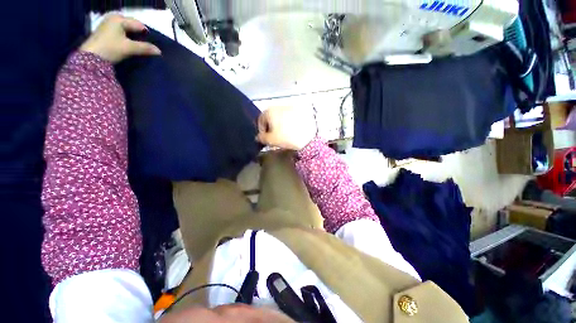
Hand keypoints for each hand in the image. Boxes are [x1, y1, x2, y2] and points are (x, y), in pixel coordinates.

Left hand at [80, 14, 160, 62]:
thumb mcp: (129, 48)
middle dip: (140, 36)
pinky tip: (130, 46)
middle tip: (147, 46)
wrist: (90, 57)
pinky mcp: (105, 33)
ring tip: (140, 47)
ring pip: (127, 30)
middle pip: (132, 26)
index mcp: (119, 18)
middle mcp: (113, 18)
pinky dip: (127, 39)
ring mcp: (108, 25)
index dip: (147, 35)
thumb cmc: (110, 48)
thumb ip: (144, 48)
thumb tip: (159, 51)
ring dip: (134, 38)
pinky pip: (121, 33)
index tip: (153, 44)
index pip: (139, 25)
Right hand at [256, 107, 316, 150]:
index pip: (260, 120)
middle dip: (271, 127)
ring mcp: (290, 107)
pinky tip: (292, 130)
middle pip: (271, 117)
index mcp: (269, 111)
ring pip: (280, 116)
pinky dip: (289, 122)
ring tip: (284, 133)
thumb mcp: (270, 140)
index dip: (262, 130)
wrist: (307, 136)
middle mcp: (278, 106)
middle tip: (274, 136)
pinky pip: (290, 116)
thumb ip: (261, 138)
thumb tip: (258, 137)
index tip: (265, 138)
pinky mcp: (299, 110)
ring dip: (280, 124)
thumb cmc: (286, 137)